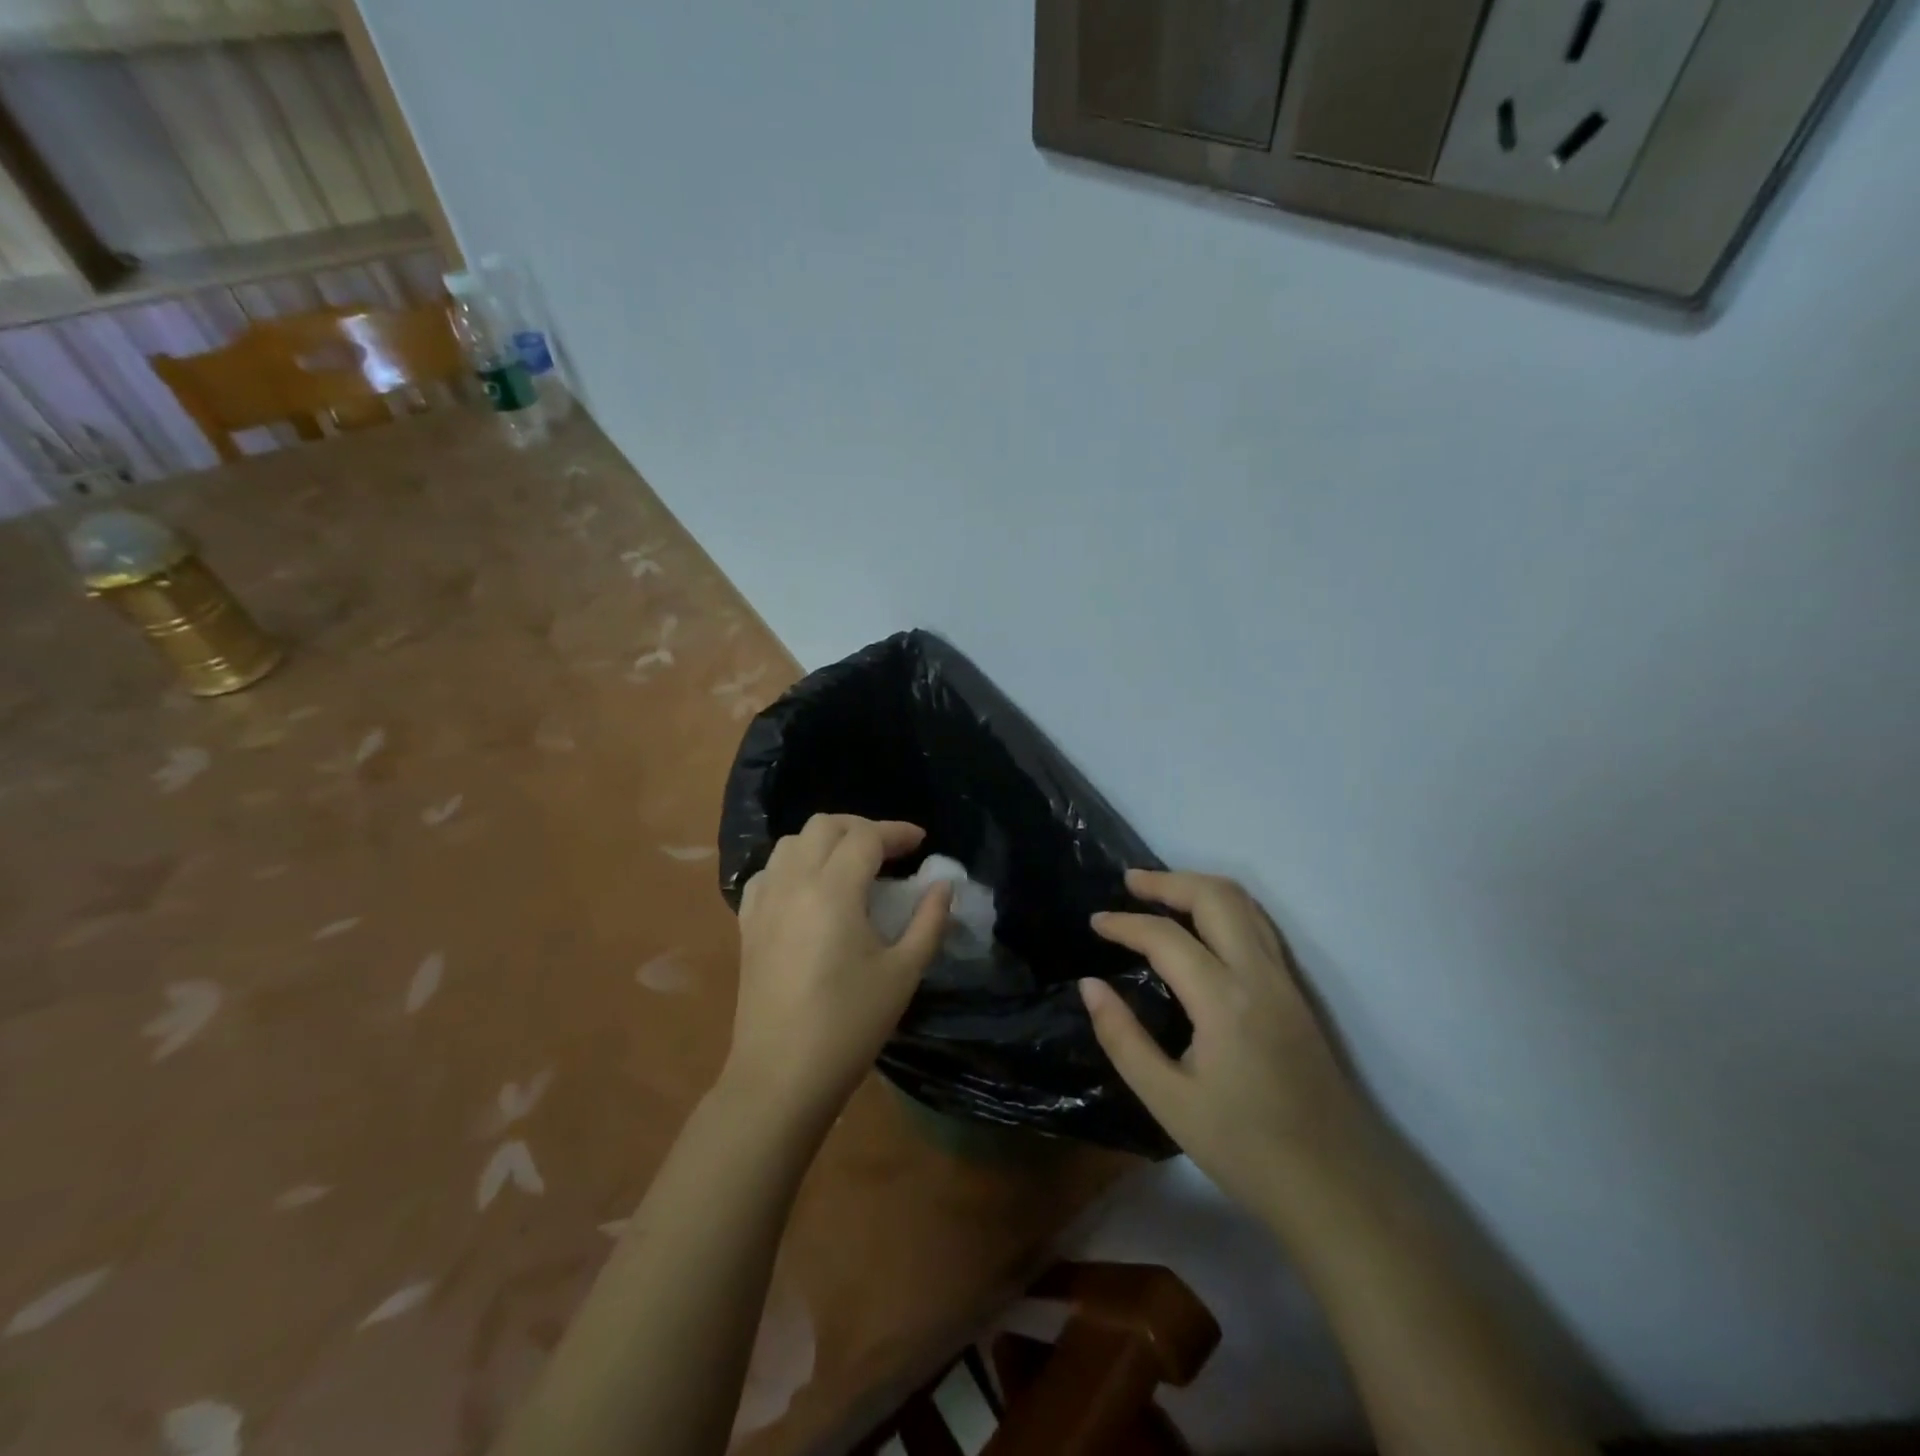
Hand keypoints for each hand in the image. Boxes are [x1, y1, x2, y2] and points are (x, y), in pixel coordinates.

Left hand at [728, 814, 950, 1117]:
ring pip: (792, 842)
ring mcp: (764, 901)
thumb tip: (943, 885)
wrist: (781, 1075)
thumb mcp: (903, 973)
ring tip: (853, 865)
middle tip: (890, 852)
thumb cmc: (849, 1025)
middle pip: (825, 825)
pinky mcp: (748, 923)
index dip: (897, 832)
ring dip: (826, 841)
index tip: (922, 842)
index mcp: (833, 890)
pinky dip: (794, 864)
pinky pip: (769, 871)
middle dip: (862, 828)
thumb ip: (929, 921)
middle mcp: (793, 882)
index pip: (866, 837)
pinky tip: (810, 889)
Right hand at [1082, 869, 1378, 1223]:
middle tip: (1129, 883)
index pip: (1166, 937)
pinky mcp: (1298, 994)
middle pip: (1216, 897)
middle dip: (1168, 881)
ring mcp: (1286, 981)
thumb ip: (1123, 1037)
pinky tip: (1203, 926)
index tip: (1095, 923)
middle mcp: (1260, 975)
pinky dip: (1224, 908)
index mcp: (1224, 1001)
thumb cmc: (1245, 1150)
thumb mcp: (1168, 1102)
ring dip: (1199, 888)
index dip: (1125, 923)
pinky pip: (1260, 926)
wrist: (1338, 1190)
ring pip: (1245, 905)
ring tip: (1160, 893)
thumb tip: (1090, 985)